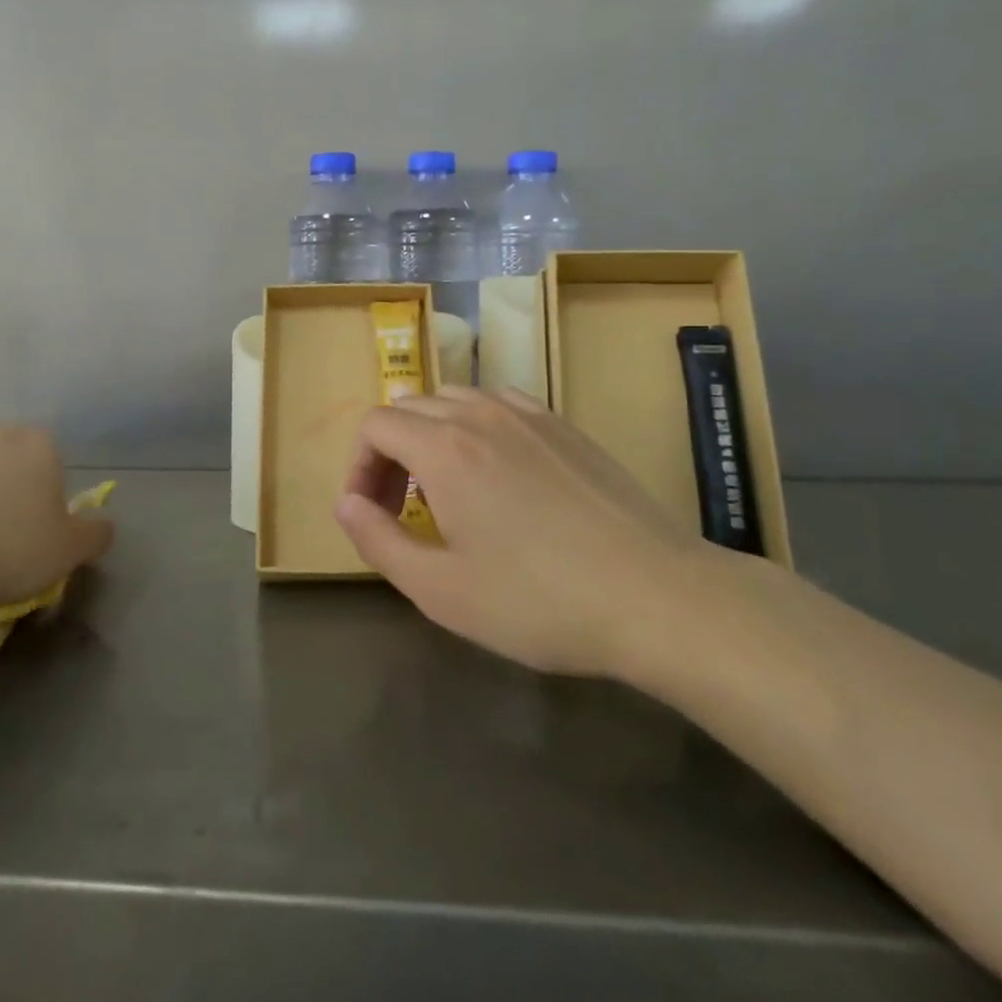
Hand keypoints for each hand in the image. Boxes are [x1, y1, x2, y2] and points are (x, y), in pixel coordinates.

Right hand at [335, 387, 715, 682]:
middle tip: (401, 509)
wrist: (655, 595)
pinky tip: (497, 472)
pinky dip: (477, 427)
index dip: (358, 466)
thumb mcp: (441, 590)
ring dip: (431, 436)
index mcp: (443, 447)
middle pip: (410, 408)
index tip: (370, 513)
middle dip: (389, 452)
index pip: (375, 425)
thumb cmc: (539, 601)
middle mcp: (480, 414)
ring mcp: (528, 414)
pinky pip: (499, 405)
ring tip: (445, 490)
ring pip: (455, 400)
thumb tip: (346, 503)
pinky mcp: (564, 426)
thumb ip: (379, 541)